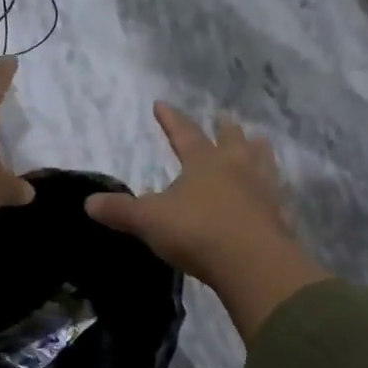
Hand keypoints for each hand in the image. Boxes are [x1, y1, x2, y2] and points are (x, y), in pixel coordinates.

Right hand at [86, 103, 328, 339]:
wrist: (251, 263)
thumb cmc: (197, 232)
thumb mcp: (150, 221)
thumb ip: (121, 212)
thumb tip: (88, 203)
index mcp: (204, 162)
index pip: (185, 133)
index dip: (171, 119)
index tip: (161, 104)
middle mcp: (237, 168)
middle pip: (232, 141)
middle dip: (225, 130)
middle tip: (225, 118)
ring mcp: (263, 191)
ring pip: (262, 162)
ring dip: (258, 150)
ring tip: (260, 141)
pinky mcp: (279, 217)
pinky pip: (278, 198)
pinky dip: (275, 192)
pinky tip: (277, 196)